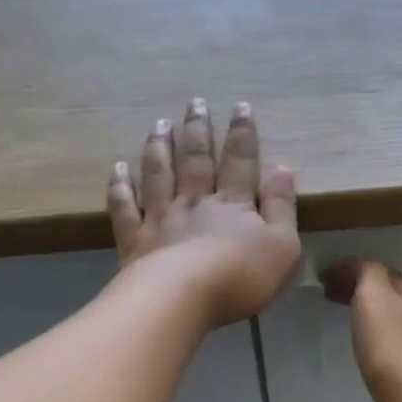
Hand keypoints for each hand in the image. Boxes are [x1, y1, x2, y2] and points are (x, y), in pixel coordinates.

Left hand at [109, 99, 300, 328]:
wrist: (183, 299)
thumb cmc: (240, 277)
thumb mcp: (282, 247)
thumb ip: (283, 208)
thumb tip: (283, 169)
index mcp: (232, 205)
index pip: (240, 162)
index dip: (242, 135)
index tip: (240, 107)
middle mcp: (194, 203)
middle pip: (195, 160)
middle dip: (197, 130)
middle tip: (194, 103)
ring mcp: (160, 219)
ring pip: (159, 175)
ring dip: (159, 147)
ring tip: (159, 125)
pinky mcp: (135, 241)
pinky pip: (125, 207)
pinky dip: (121, 186)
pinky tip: (118, 169)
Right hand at [321, 259, 401, 401]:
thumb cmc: (389, 344)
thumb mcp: (373, 295)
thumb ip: (366, 273)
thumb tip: (359, 269)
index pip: (380, 271)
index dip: (351, 271)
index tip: (324, 279)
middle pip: (390, 294)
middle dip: (362, 291)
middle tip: (331, 297)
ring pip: (395, 318)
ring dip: (372, 314)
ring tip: (348, 321)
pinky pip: (397, 342)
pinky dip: (380, 336)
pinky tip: (369, 349)